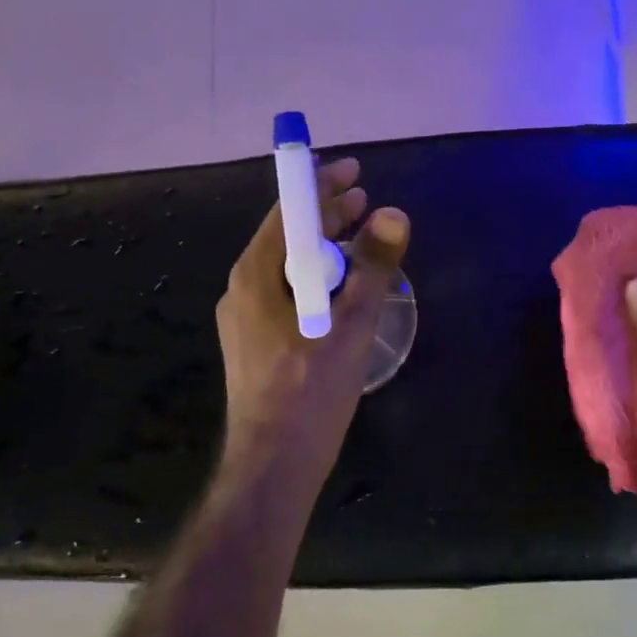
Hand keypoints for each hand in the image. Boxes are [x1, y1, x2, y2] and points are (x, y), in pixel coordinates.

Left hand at [216, 156, 409, 486]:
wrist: (272, 466)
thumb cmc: (309, 392)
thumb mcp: (350, 325)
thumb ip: (373, 268)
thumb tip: (394, 213)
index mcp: (256, 275)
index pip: (289, 211)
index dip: (323, 185)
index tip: (355, 170)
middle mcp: (243, 289)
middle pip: (289, 237)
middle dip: (328, 216)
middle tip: (366, 202)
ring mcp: (246, 319)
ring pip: (290, 268)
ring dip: (327, 250)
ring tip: (362, 242)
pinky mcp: (257, 344)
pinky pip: (289, 294)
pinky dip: (319, 281)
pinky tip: (345, 292)